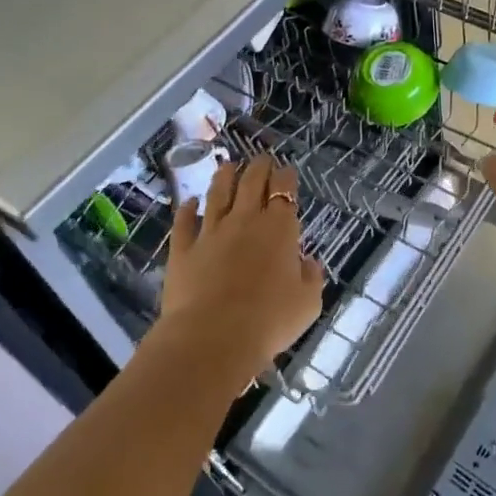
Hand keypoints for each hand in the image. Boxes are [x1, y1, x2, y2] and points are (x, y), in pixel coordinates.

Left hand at [158, 156, 324, 381]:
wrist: (213, 337)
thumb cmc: (269, 320)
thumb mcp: (307, 303)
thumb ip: (311, 278)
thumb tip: (309, 263)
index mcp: (279, 229)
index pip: (284, 190)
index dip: (286, 177)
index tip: (287, 171)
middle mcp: (245, 221)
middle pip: (251, 183)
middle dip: (259, 167)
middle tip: (261, 159)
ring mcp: (211, 232)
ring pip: (217, 194)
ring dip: (224, 177)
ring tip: (227, 165)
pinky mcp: (183, 249)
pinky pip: (184, 222)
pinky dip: (186, 209)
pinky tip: (188, 201)